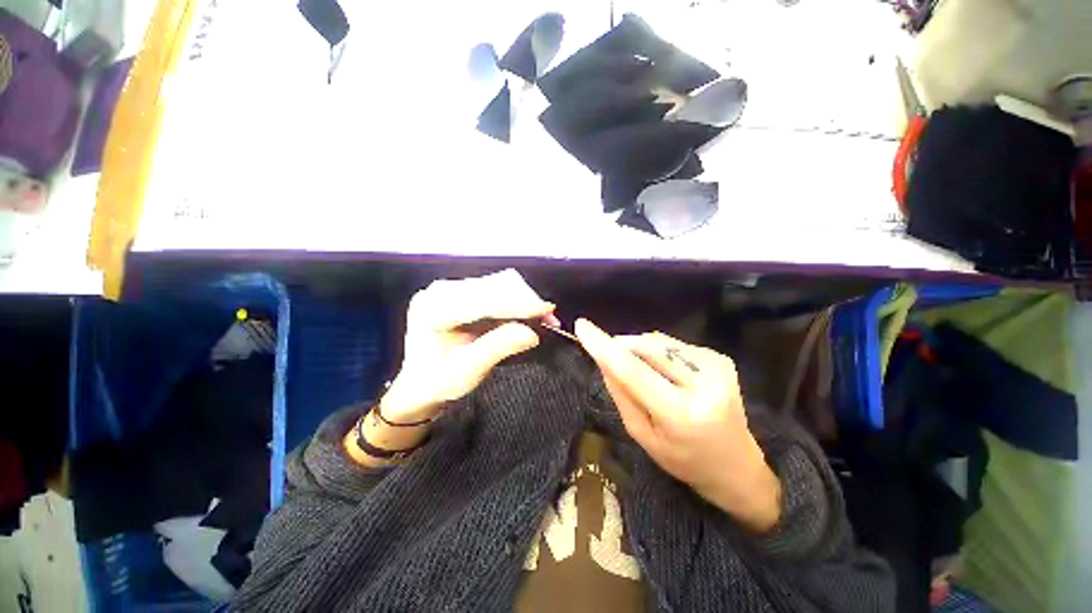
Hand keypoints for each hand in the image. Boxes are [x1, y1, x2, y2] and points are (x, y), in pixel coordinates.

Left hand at [381, 269, 556, 422]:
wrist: (420, 384)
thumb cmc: (439, 381)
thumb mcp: (468, 370)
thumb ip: (498, 347)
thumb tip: (533, 333)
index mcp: (433, 309)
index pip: (483, 301)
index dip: (518, 304)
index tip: (547, 310)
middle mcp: (440, 291)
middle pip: (493, 287)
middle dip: (524, 301)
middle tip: (549, 318)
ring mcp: (450, 289)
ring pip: (497, 285)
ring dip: (522, 300)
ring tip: (542, 317)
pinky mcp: (461, 292)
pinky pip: (494, 290)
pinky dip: (515, 301)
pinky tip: (527, 313)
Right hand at [574, 319, 781, 532]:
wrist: (737, 467)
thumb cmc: (683, 460)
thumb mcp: (642, 434)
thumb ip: (621, 393)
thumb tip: (603, 357)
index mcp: (681, 414)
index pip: (633, 371)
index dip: (604, 346)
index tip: (582, 326)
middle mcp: (705, 385)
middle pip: (648, 347)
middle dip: (622, 345)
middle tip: (609, 356)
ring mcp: (717, 367)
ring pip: (660, 342)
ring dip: (640, 349)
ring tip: (644, 373)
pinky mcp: (721, 359)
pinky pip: (674, 345)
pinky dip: (659, 353)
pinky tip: (665, 373)